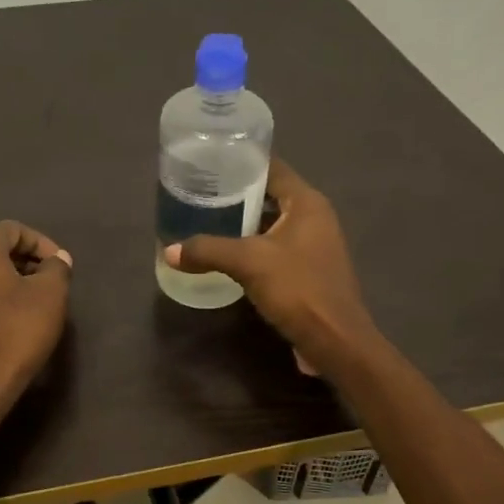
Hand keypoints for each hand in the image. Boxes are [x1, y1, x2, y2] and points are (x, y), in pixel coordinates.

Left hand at [0, 221, 73, 406]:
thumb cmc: (17, 331)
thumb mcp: (51, 294)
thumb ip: (57, 268)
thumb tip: (57, 260)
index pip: (13, 230)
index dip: (42, 243)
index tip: (60, 265)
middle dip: (28, 261)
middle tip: (52, 281)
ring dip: (13, 279)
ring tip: (38, 300)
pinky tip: (16, 318)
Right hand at [164, 161, 377, 377]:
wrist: (335, 341)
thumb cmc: (298, 290)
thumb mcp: (248, 263)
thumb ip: (208, 250)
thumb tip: (168, 251)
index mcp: (307, 203)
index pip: (273, 168)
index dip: (242, 162)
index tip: (210, 163)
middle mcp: (315, 219)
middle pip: (271, 196)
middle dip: (237, 195)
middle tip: (200, 194)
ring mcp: (315, 247)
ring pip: (273, 226)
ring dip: (244, 225)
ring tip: (206, 222)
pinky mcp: (309, 273)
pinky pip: (276, 250)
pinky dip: (253, 249)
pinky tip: (227, 258)